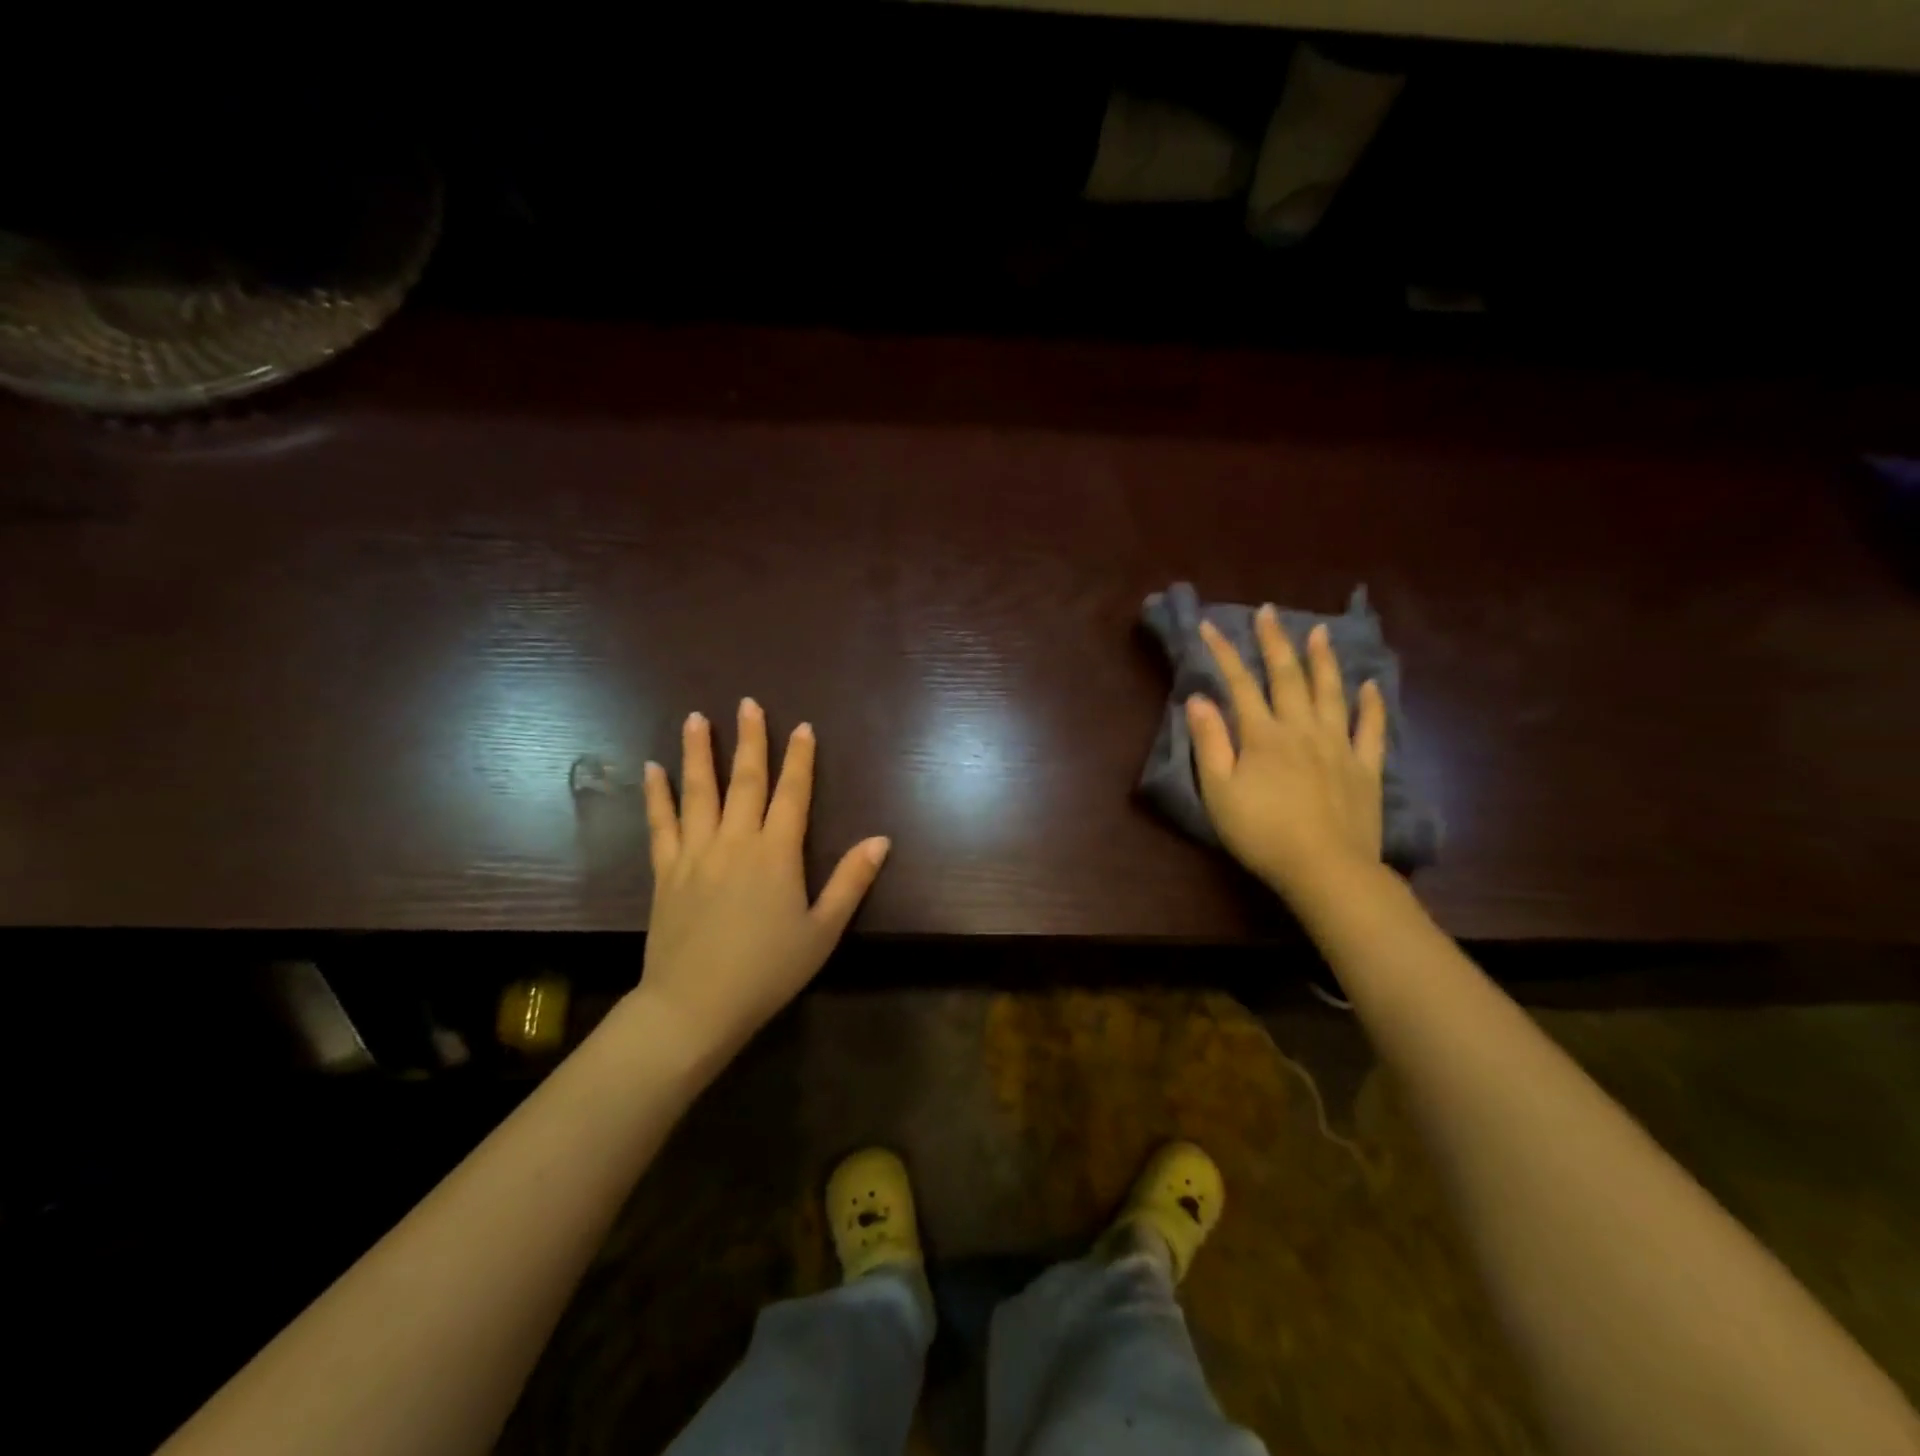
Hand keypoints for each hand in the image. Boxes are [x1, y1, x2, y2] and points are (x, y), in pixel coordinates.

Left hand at [638, 699, 889, 1060]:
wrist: (694, 1006)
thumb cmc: (767, 971)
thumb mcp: (822, 931)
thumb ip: (851, 881)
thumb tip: (881, 839)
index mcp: (777, 853)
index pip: (792, 793)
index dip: (799, 759)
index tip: (802, 727)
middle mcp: (736, 841)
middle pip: (745, 780)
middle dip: (750, 740)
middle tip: (747, 703)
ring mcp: (696, 853)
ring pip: (698, 792)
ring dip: (698, 753)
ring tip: (697, 718)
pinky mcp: (666, 871)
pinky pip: (661, 824)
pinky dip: (657, 795)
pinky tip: (652, 769)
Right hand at [1186, 609, 1385, 901]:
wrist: (1325, 869)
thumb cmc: (1262, 832)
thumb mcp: (1219, 791)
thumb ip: (1210, 742)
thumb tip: (1199, 699)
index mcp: (1263, 735)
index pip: (1240, 684)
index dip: (1223, 653)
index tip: (1209, 625)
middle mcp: (1302, 729)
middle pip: (1287, 677)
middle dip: (1274, 642)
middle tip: (1269, 612)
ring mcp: (1338, 745)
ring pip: (1330, 692)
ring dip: (1323, 660)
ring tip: (1318, 632)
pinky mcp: (1365, 766)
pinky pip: (1371, 727)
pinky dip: (1371, 703)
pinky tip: (1370, 685)